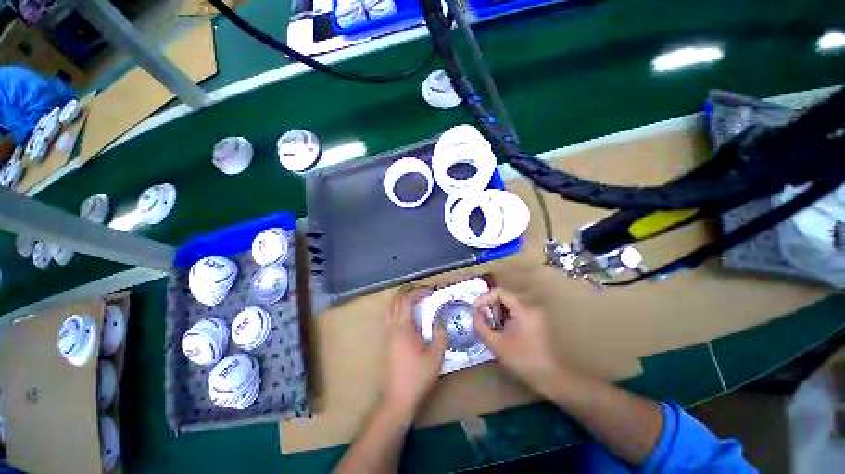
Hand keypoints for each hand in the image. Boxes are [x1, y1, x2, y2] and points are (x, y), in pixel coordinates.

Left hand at [382, 286, 447, 417]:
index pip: (407, 300)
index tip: (430, 291)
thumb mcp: (436, 355)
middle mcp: (392, 327)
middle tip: (422, 291)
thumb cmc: (418, 376)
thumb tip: (439, 320)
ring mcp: (386, 334)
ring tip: (414, 299)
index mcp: (403, 328)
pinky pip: (388, 317)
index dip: (418, 292)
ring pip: (389, 308)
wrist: (398, 398)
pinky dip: (396, 309)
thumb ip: (440, 334)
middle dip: (408, 292)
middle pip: (395, 300)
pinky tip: (406, 316)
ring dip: (400, 299)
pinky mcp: (385, 342)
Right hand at [473, 288, 568, 397]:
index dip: (484, 298)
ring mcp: (534, 314)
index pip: (499, 292)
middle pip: (504, 297)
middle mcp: (530, 307)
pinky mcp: (536, 322)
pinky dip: (505, 318)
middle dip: (489, 306)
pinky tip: (501, 331)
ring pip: (510, 305)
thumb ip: (481, 327)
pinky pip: (516, 313)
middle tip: (481, 318)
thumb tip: (474, 314)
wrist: (553, 378)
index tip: (475, 310)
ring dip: (496, 312)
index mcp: (522, 309)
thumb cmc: (524, 360)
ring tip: (489, 325)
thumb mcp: (497, 344)